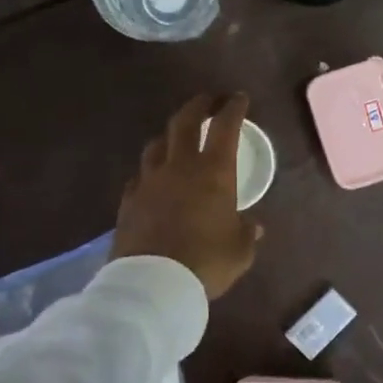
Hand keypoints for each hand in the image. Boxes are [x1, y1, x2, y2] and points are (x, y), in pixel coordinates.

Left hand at [112, 93, 262, 299]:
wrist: (153, 284)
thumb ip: (246, 233)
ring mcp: (149, 182)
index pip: (225, 128)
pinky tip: (153, 179)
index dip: (233, 108)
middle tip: (207, 100)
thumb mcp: (240, 251)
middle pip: (184, 122)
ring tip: (176, 138)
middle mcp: (180, 167)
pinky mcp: (129, 201)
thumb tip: (253, 226)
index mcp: (214, 173)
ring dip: (169, 135)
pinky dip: (150, 171)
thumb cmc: (207, 262)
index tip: (238, 98)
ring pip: (156, 145)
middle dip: (198, 106)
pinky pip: (140, 176)